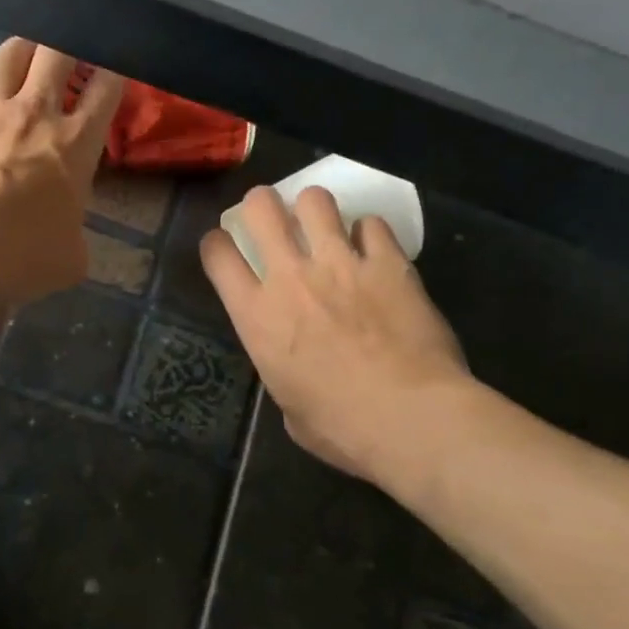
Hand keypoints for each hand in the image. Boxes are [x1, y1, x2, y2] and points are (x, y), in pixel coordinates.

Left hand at [0, 38, 123, 309]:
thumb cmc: (21, 258)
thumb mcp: (72, 256)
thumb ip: (75, 232)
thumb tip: (66, 234)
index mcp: (76, 143)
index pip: (105, 88)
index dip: (112, 73)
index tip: (109, 73)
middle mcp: (36, 112)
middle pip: (58, 52)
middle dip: (66, 49)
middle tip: (64, 61)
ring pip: (12, 53)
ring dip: (23, 51)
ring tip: (24, 59)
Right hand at [201, 185, 468, 482]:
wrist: (411, 419)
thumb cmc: (342, 428)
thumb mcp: (288, 405)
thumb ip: (281, 367)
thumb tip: (294, 363)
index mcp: (257, 315)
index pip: (217, 254)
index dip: (217, 243)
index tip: (226, 246)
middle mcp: (291, 277)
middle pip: (261, 207)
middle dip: (262, 204)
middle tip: (273, 218)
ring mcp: (341, 264)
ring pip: (316, 200)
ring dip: (315, 208)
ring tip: (324, 225)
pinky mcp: (388, 263)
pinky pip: (372, 224)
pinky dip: (369, 233)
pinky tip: (374, 250)